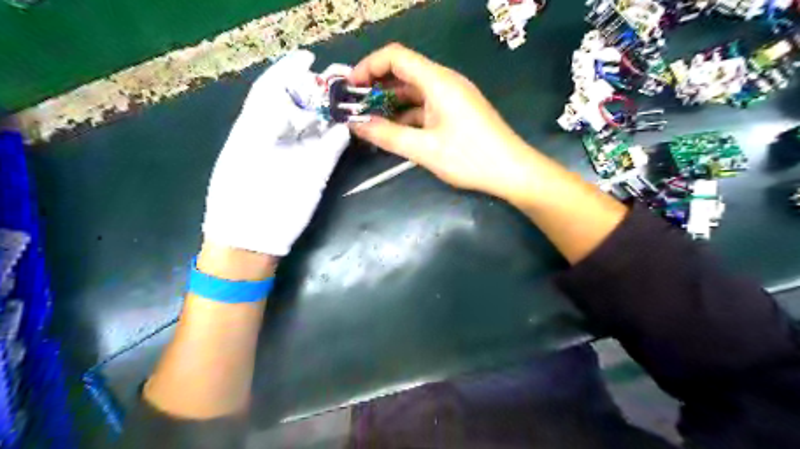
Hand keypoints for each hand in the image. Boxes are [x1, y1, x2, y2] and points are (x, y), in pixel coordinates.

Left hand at [203, 49, 348, 255]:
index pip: (272, 91)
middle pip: (299, 104)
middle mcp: (277, 137)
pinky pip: (330, 147)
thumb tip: (302, 109)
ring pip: (317, 124)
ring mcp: (299, 154)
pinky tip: (349, 125)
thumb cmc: (240, 200)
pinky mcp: (316, 172)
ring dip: (332, 109)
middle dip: (317, 87)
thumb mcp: (245, 157)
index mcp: (254, 128)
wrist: (251, 239)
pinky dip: (340, 135)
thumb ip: (268, 128)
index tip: (308, 57)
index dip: (288, 71)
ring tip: (350, 95)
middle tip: (340, 76)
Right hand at [350, 42, 535, 197]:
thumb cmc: (470, 158)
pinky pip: (426, 106)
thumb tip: (356, 125)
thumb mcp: (424, 149)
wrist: (512, 171)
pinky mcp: (457, 112)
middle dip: (376, 87)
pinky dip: (407, 115)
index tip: (349, 87)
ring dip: (391, 103)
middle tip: (355, 108)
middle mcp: (445, 82)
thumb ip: (388, 136)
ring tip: (369, 121)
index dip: (368, 66)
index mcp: (438, 81)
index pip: (395, 57)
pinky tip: (395, 131)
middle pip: (404, 73)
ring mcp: (453, 97)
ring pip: (414, 92)